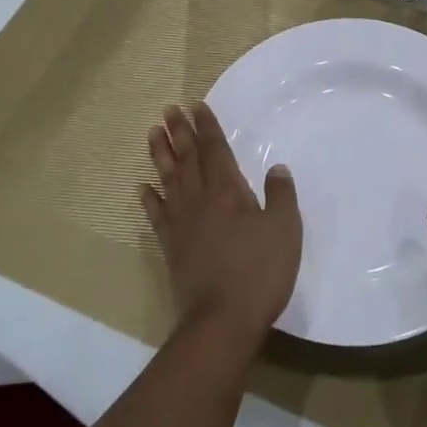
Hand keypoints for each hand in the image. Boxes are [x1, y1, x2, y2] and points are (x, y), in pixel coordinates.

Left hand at [142, 102, 300, 348]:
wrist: (221, 321)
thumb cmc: (259, 271)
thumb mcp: (284, 230)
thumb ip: (281, 196)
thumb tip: (277, 169)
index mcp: (228, 191)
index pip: (215, 149)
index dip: (206, 126)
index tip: (195, 105)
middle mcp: (200, 200)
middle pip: (187, 158)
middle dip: (179, 132)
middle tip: (167, 109)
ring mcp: (181, 223)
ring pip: (168, 179)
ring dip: (160, 155)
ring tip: (152, 133)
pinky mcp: (171, 247)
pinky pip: (156, 215)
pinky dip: (149, 199)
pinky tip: (142, 187)